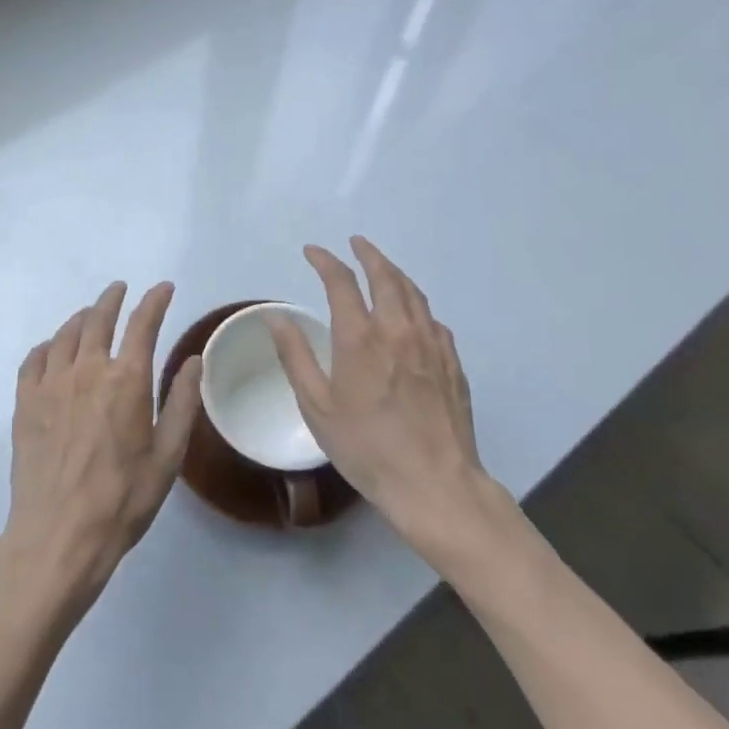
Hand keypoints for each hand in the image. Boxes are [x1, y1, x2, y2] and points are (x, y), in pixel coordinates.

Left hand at [1, 281, 202, 613]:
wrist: (58, 535)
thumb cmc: (122, 500)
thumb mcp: (168, 456)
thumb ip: (183, 402)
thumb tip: (194, 358)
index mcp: (126, 380)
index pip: (143, 324)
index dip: (155, 301)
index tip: (164, 288)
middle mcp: (87, 370)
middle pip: (98, 318)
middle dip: (112, 299)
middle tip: (120, 290)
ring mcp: (51, 383)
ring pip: (66, 334)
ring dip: (82, 318)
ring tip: (90, 316)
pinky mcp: (25, 401)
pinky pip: (34, 358)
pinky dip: (48, 346)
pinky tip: (52, 350)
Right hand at [266, 237, 506, 560]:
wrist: (435, 485)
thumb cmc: (366, 448)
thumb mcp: (316, 406)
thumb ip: (295, 356)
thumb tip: (275, 316)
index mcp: (360, 338)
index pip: (341, 282)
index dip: (325, 261)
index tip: (312, 251)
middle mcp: (398, 331)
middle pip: (386, 276)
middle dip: (368, 253)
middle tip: (356, 243)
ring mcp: (431, 345)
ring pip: (414, 293)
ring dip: (395, 273)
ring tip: (383, 267)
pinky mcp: (452, 363)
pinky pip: (433, 320)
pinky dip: (417, 305)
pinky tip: (413, 314)